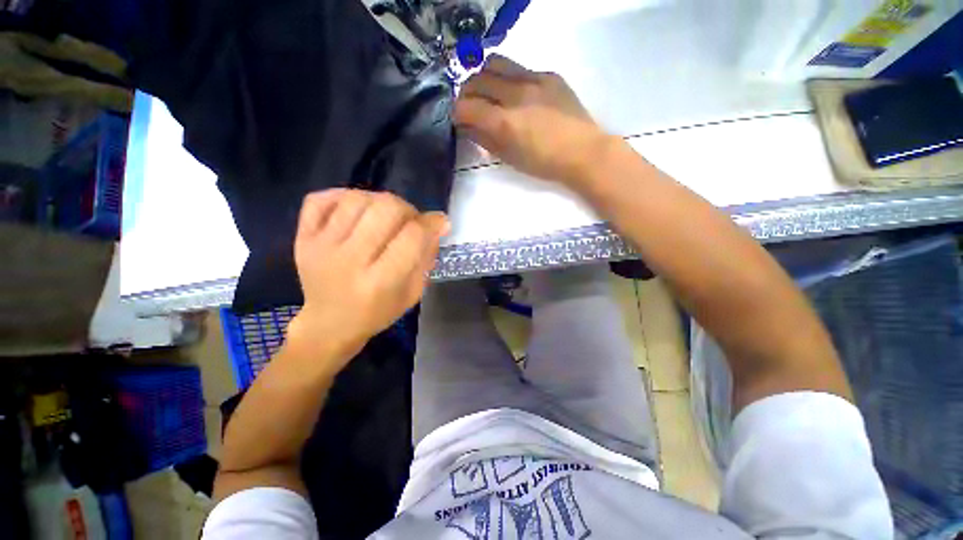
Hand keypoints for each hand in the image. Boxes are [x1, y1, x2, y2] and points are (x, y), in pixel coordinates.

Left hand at [287, 189, 448, 372]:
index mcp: (380, 282)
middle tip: (410, 221)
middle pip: (386, 209)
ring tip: (384, 216)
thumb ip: (426, 258)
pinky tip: (355, 208)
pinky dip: (342, 195)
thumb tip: (437, 225)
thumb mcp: (413, 294)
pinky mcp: (303, 238)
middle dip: (408, 209)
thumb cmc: (377, 312)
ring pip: (356, 198)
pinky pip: (320, 199)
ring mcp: (322, 246)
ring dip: (380, 201)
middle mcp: (350, 260)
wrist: (329, 324)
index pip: (412, 236)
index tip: (439, 222)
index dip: (431, 222)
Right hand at [455, 55, 611, 187]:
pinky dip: (509, 79)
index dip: (456, 113)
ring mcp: (534, 79)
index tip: (459, 120)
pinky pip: (520, 69)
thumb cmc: (544, 164)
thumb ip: (485, 140)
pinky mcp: (549, 75)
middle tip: (471, 106)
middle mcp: (515, 94)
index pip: (466, 106)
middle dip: (466, 93)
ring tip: (489, 92)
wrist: (583, 152)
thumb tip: (468, 127)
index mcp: (504, 122)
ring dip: (484, 76)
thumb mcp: (510, 158)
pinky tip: (517, 95)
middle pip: (477, 79)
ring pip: (496, 63)